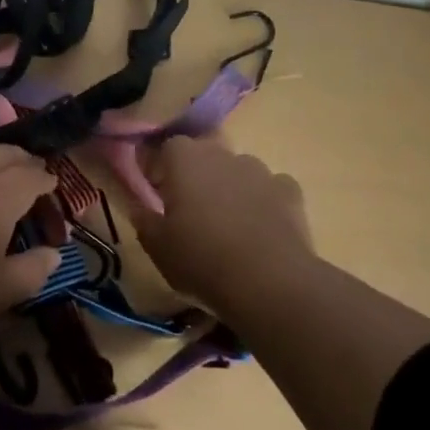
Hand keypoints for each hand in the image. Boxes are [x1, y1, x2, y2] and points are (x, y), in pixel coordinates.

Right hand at [128, 135, 313, 311]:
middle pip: (205, 153)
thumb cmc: (201, 259)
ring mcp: (260, 171)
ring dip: (231, 186)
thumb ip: (144, 221)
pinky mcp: (290, 192)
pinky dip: (264, 201)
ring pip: (239, 169)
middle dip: (197, 174)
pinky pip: (271, 188)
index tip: (159, 194)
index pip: (168, 146)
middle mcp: (222, 154)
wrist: (270, 283)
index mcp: (185, 159)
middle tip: (191, 209)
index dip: (162, 167)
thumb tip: (138, 207)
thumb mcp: (158, 247)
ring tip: (229, 222)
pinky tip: (262, 228)